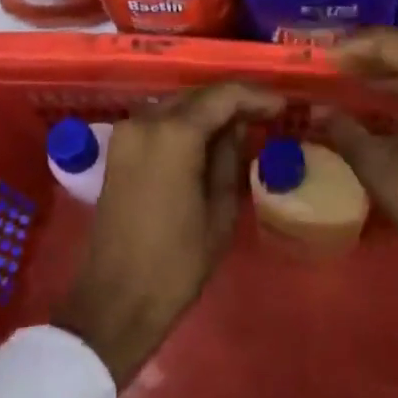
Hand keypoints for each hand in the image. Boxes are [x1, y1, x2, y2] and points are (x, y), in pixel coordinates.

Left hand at [54, 82, 282, 386]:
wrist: (115, 301)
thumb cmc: (177, 262)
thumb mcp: (220, 209)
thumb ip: (230, 158)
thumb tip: (237, 128)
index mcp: (174, 134)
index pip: (223, 96)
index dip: (256, 97)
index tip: (282, 106)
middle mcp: (146, 121)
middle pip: (198, 95)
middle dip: (233, 100)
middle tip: (265, 114)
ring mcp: (127, 133)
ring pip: (178, 105)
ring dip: (208, 110)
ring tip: (242, 125)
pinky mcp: (118, 149)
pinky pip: (160, 121)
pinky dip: (186, 123)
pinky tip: (208, 138)